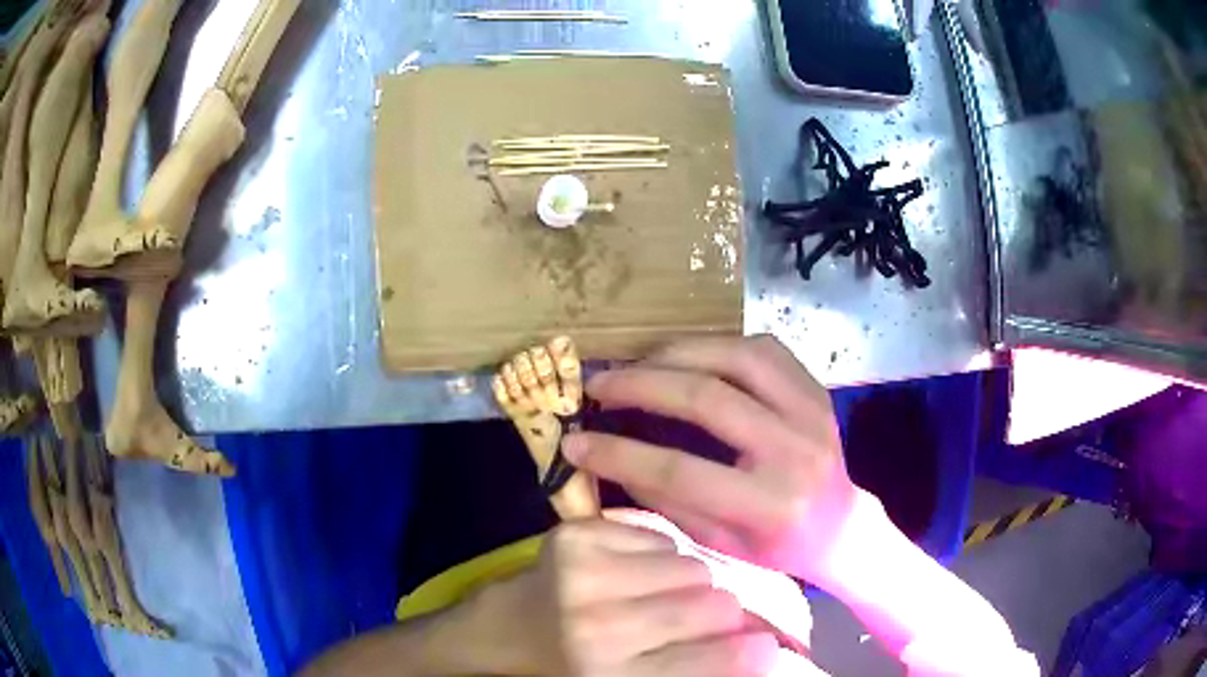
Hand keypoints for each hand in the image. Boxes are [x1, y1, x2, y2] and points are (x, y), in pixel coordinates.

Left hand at [497, 518, 778, 675]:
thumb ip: (696, 670)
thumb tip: (769, 650)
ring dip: (689, 581)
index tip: (768, 646)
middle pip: (714, 604)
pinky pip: (659, 536)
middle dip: (720, 611)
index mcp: (615, 676)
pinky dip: (658, 555)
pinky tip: (632, 572)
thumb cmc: (575, 667)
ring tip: (660, 595)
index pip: (716, 660)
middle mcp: (599, 628)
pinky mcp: (575, 536)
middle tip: (703, 617)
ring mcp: (583, 576)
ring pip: (691, 565)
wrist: (510, 628)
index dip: (754, 652)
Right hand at [563, 336, 857, 580]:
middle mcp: (795, 451)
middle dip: (640, 385)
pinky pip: (762, 348)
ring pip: (736, 357)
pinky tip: (687, 355)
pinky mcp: (815, 388)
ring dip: (676, 353)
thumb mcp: (716, 541)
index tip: (574, 440)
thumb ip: (665, 498)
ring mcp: (812, 411)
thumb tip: (608, 455)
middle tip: (597, 384)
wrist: (840, 527)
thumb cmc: (775, 547)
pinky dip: (716, 344)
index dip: (619, 453)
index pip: (681, 469)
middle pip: (708, 399)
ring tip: (636, 363)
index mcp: (768, 504)